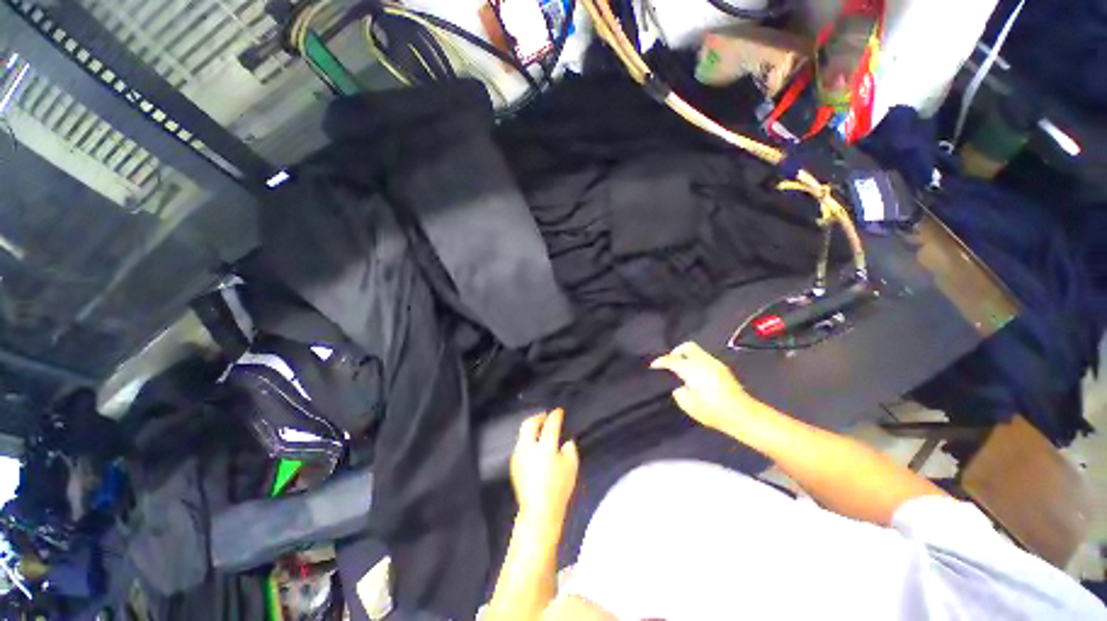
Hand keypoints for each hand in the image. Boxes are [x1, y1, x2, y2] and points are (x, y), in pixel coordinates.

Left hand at [510, 409, 579, 528]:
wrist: (538, 511)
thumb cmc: (559, 488)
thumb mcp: (572, 466)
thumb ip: (570, 449)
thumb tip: (565, 442)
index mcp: (545, 446)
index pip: (550, 424)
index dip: (556, 415)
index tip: (559, 412)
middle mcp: (529, 447)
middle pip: (530, 423)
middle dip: (538, 417)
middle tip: (545, 417)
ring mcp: (519, 455)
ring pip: (522, 433)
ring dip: (531, 428)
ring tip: (539, 429)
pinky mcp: (514, 464)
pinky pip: (520, 444)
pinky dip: (527, 440)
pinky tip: (533, 446)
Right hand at [651, 342, 761, 432]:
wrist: (742, 415)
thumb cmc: (713, 411)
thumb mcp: (688, 405)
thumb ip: (679, 392)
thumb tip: (680, 386)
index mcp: (692, 369)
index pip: (672, 360)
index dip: (660, 361)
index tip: (653, 365)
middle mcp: (703, 361)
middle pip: (687, 347)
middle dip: (676, 352)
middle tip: (671, 363)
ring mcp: (715, 363)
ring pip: (697, 351)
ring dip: (687, 357)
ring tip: (682, 370)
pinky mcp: (722, 369)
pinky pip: (704, 358)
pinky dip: (696, 362)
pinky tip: (695, 375)